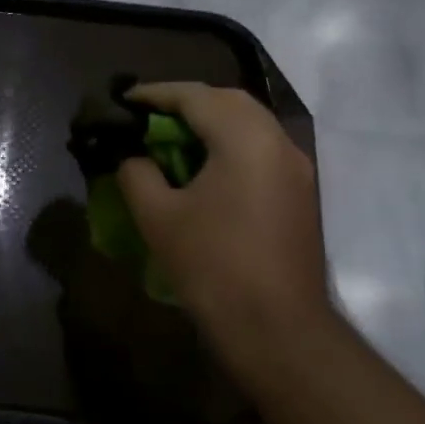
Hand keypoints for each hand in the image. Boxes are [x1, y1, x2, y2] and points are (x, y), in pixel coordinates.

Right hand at [116, 83, 330, 359]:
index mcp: (245, 139)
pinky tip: (205, 167)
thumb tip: (135, 159)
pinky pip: (261, 148)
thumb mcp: (158, 217)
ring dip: (211, 121)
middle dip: (187, 101)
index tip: (124, 99)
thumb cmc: (213, 267)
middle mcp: (278, 142)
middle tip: (150, 114)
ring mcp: (296, 168)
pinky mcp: (300, 193)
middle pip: (229, 101)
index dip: (155, 94)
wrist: (278, 330)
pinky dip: (230, 143)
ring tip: (173, 137)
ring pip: (250, 123)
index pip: (195, 96)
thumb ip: (138, 174)